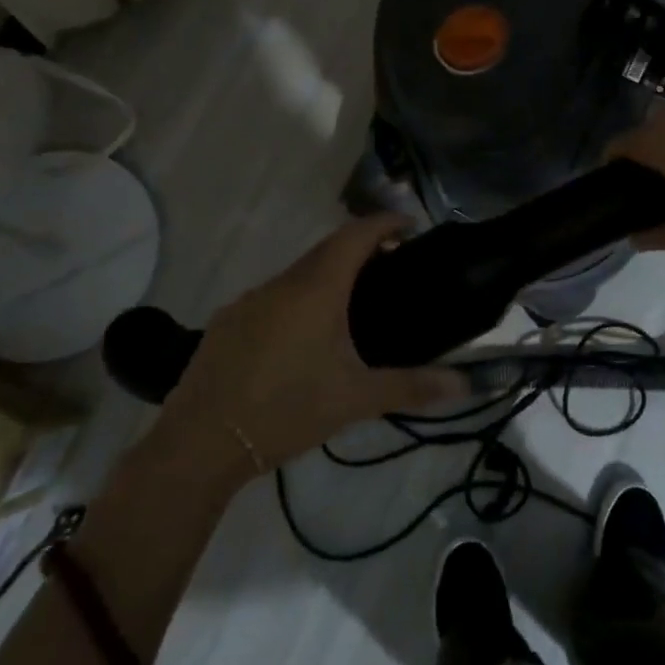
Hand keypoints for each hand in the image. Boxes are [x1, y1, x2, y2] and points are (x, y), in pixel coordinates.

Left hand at [164, 214, 469, 473]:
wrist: (199, 443)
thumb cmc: (286, 409)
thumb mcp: (355, 399)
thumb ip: (412, 387)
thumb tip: (465, 384)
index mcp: (316, 289)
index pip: (356, 234)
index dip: (385, 222)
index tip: (411, 225)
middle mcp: (282, 283)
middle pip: (327, 249)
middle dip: (361, 248)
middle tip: (391, 267)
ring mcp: (250, 300)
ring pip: (298, 274)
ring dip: (328, 275)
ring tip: (352, 305)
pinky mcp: (228, 322)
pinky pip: (274, 296)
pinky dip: (298, 298)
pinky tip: (303, 337)